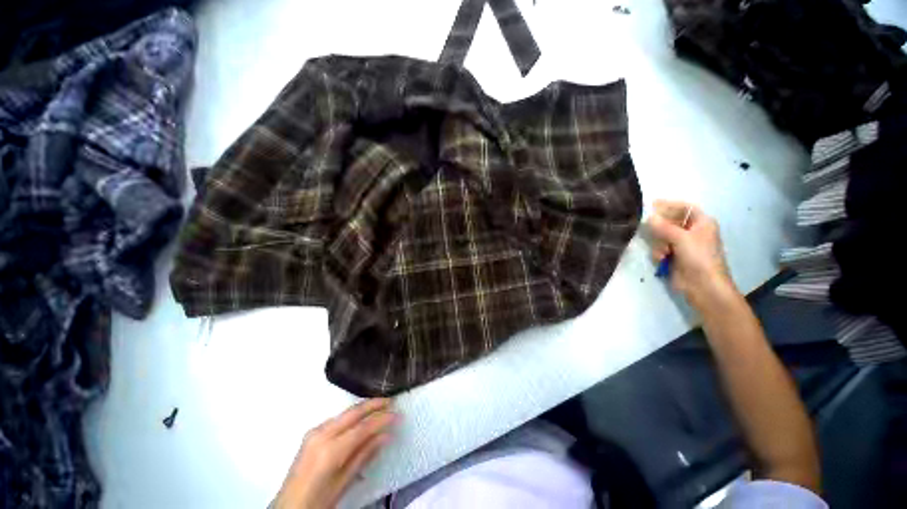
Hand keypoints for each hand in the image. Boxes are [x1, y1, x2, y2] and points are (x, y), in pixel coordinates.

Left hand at [273, 398, 397, 508]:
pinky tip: (361, 418)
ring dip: (364, 408)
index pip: (363, 427)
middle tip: (392, 401)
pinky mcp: (312, 433)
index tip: (398, 415)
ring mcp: (315, 431)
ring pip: (346, 413)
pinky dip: (353, 415)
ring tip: (381, 406)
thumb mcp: (343, 483)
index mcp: (331, 450)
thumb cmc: (318, 501)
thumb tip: (386, 435)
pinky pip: (338, 419)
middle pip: (353, 412)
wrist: (288, 508)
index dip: (382, 419)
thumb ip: (364, 455)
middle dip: (374, 404)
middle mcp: (322, 434)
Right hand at [647, 200, 737, 309]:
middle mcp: (692, 232)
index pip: (685, 208)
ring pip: (662, 236)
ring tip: (664, 252)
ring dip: (659, 243)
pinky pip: (660, 248)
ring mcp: (683, 245)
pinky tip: (662, 259)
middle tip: (653, 233)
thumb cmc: (699, 257)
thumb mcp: (681, 239)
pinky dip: (659, 253)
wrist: (702, 286)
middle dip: (661, 229)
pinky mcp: (674, 256)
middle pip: (670, 222)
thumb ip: (663, 227)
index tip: (652, 204)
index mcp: (702, 223)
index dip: (670, 205)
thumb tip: (649, 217)